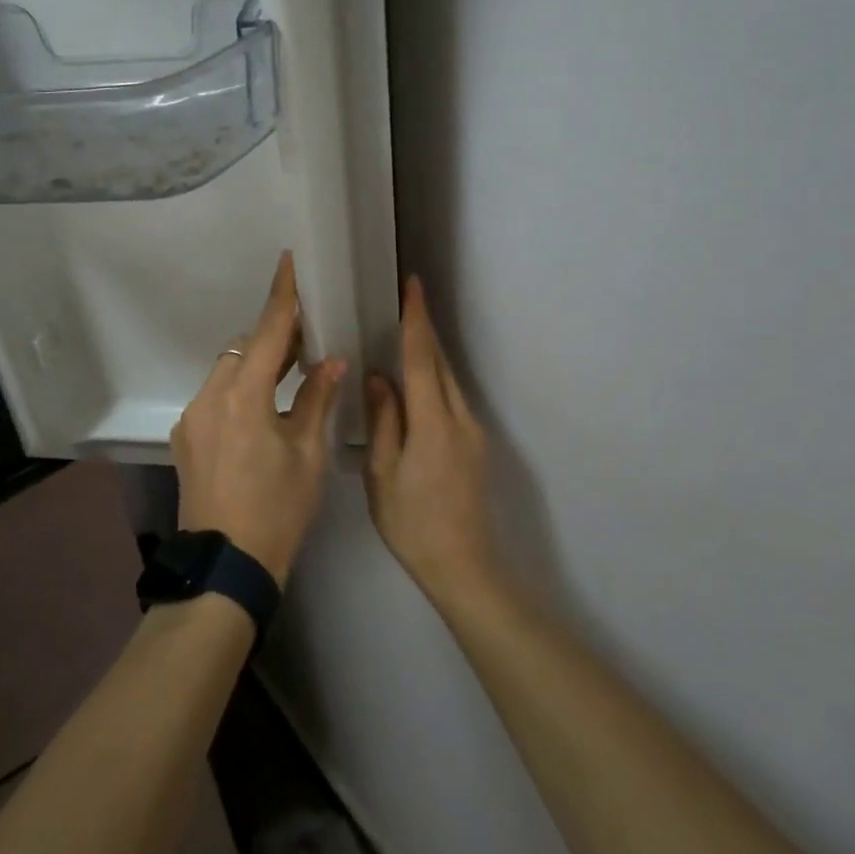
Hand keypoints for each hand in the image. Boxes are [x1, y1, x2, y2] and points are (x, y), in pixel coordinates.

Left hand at [172, 252, 345, 584]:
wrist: (225, 567)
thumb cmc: (277, 510)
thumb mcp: (307, 455)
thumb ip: (317, 400)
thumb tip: (331, 361)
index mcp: (243, 396)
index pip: (268, 332)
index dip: (282, 295)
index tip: (288, 261)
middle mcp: (209, 397)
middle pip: (243, 349)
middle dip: (273, 338)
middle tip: (307, 340)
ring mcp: (192, 418)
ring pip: (226, 371)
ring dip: (255, 366)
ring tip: (289, 375)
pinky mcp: (186, 439)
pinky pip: (215, 397)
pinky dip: (239, 390)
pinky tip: (261, 412)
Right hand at [363, 276, 496, 598]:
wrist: (465, 567)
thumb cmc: (413, 525)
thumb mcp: (383, 475)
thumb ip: (383, 421)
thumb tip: (379, 377)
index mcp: (434, 423)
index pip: (422, 359)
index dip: (416, 320)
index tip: (413, 286)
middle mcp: (460, 418)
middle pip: (439, 362)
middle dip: (423, 328)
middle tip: (404, 300)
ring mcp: (473, 431)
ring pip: (448, 379)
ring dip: (429, 352)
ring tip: (405, 330)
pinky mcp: (475, 444)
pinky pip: (452, 396)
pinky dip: (434, 377)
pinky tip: (416, 379)